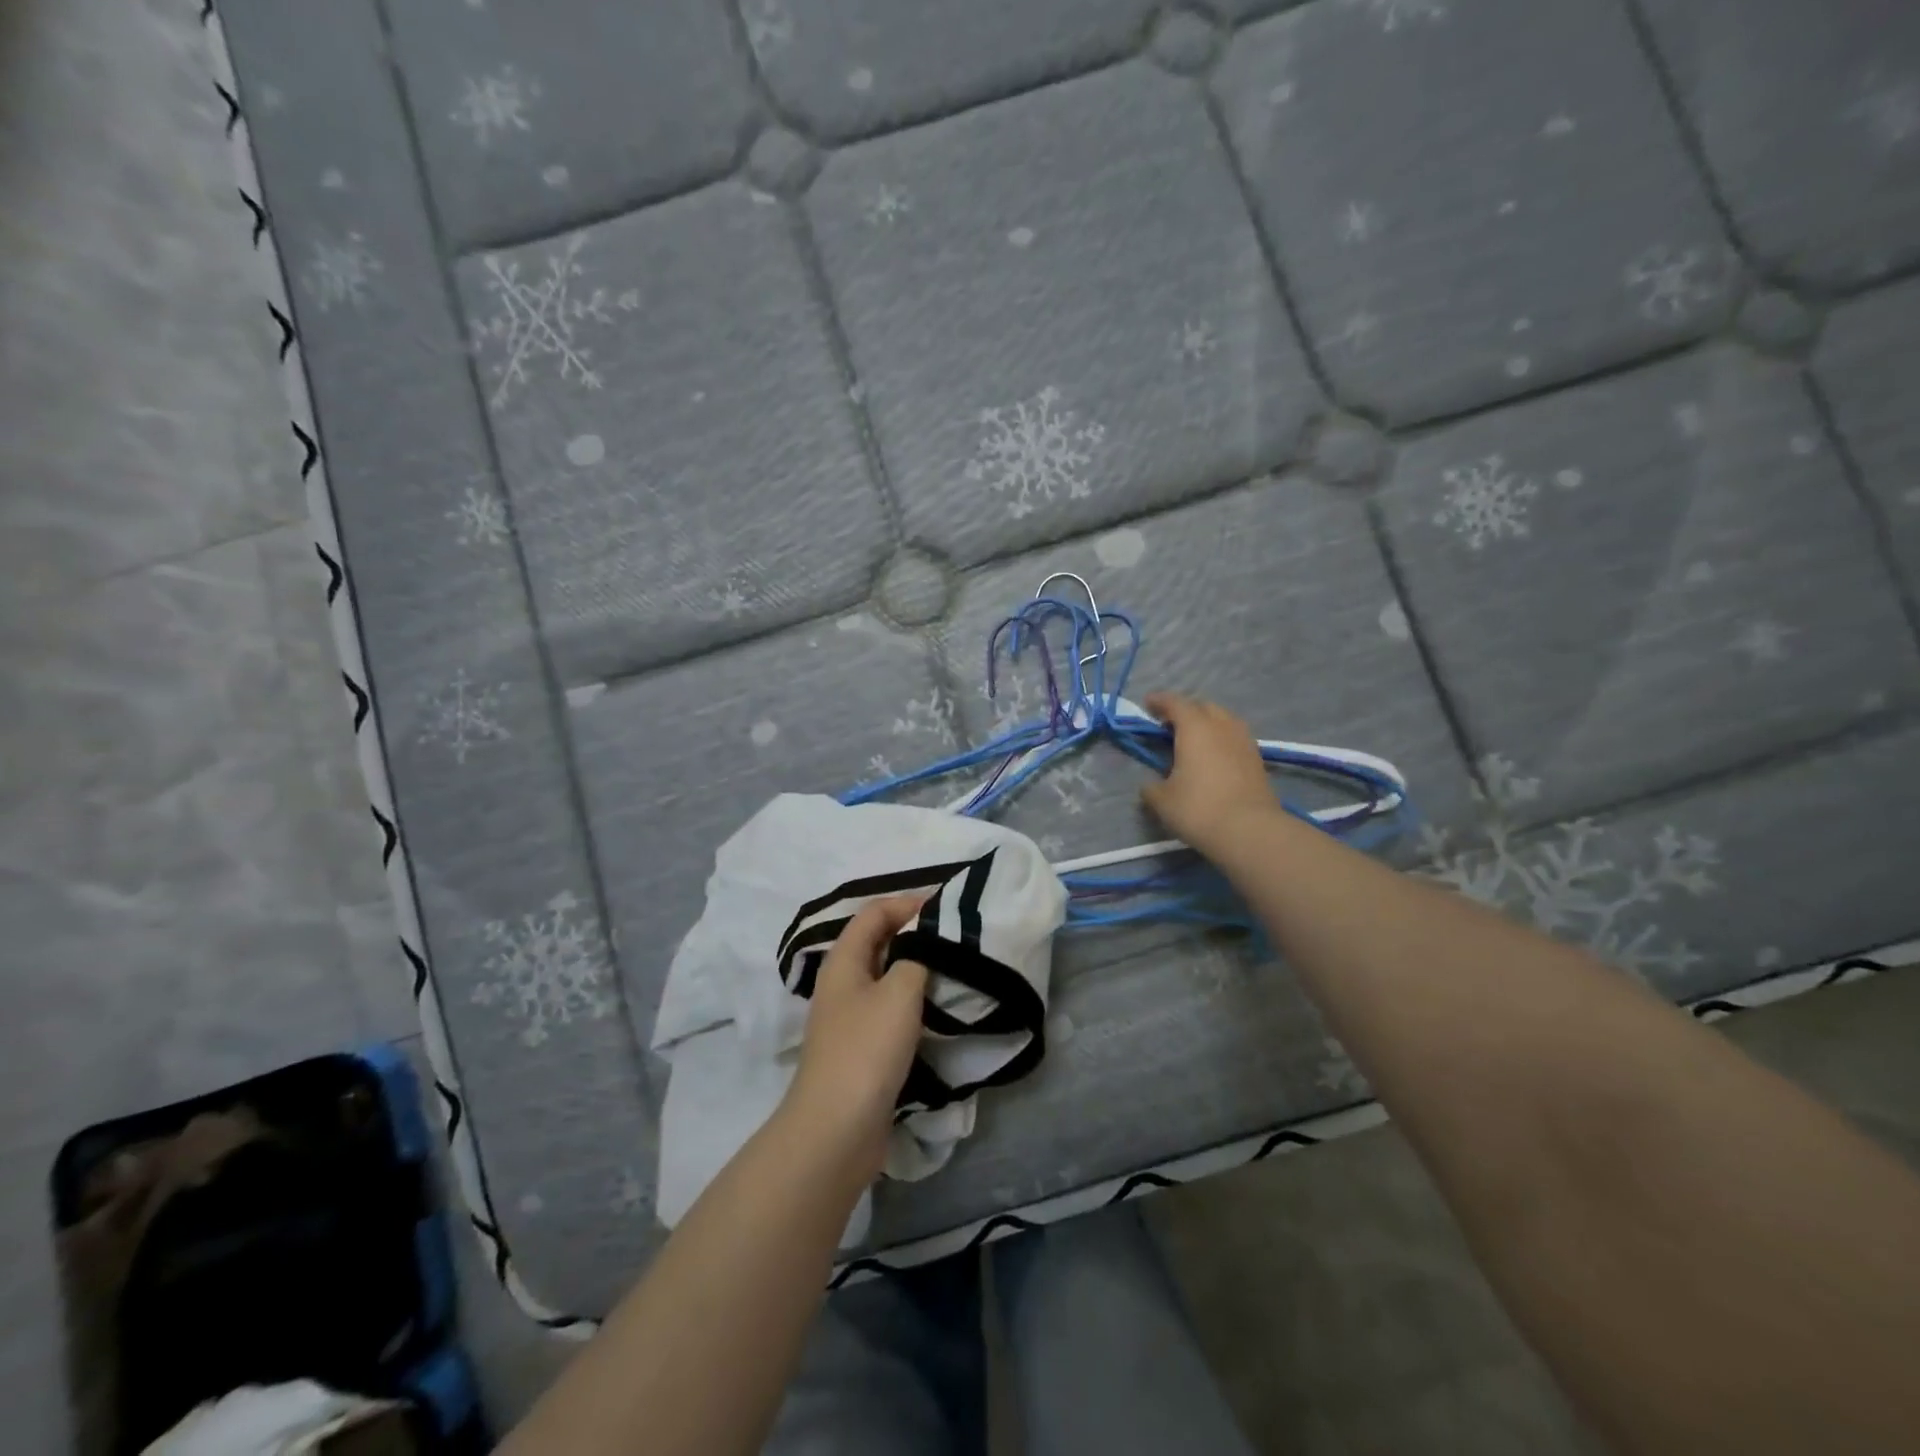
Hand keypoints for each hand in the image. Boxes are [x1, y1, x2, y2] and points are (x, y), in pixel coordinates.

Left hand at [782, 896, 929, 1183]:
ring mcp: (850, 1017)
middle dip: (916, 934)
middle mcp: (843, 982)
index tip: (948, 908)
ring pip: (887, 977)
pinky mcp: (862, 1047)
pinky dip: (914, 1002)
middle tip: (957, 936)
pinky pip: (891, 1010)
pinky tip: (940, 1009)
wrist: (837, 1129)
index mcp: (844, 960)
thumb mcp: (899, 992)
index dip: (908, 903)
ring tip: (956, 968)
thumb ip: (917, 957)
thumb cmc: (867, 1049)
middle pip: (880, 942)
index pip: (875, 912)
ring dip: (918, 970)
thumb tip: (928, 940)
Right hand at [1140, 692, 1278, 858]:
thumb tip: (1150, 785)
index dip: (1160, 701)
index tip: (1148, 704)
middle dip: (1185, 710)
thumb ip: (1151, 787)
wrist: (1250, 830)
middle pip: (1203, 707)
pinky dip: (1221, 740)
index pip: (1175, 703)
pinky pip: (1235, 738)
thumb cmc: (1198, 809)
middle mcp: (1222, 726)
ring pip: (1224, 720)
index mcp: (1195, 728)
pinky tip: (1214, 757)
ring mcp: (1244, 741)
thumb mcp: (1161, 801)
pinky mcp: (1257, 760)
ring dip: (1207, 723)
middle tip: (1170, 725)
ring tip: (1194, 739)